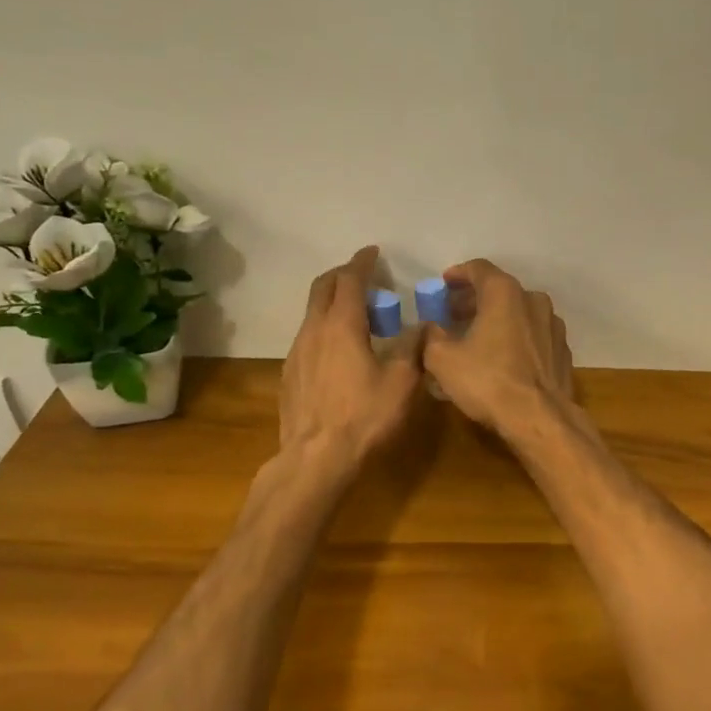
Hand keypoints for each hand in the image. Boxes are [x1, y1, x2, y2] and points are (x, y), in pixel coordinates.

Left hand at [279, 246, 425, 469]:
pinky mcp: (289, 375)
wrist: (315, 459)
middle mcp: (313, 330)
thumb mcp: (402, 382)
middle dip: (342, 275)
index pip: (349, 280)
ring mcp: (296, 353)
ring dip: (333, 303)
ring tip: (356, 315)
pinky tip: (339, 350)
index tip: (372, 252)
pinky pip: (307, 337)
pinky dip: (324, 328)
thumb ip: (412, 348)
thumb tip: (420, 327)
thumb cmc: (364, 417)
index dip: (362, 263)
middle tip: (364, 277)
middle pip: (322, 288)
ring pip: (312, 313)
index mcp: (341, 325)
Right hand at [423, 259, 573, 434]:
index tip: (443, 285)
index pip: (478, 269)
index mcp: (504, 293)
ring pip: (519, 313)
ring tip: (476, 337)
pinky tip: (502, 357)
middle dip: (474, 300)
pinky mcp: (562, 351)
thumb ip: (432, 336)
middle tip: (452, 314)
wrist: (540, 418)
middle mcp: (533, 300)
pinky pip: (533, 335)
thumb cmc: (488, 381)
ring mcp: (553, 325)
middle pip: (499, 291)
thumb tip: (431, 329)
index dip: (457, 275)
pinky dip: (515, 338)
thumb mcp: (443, 359)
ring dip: (496, 319)